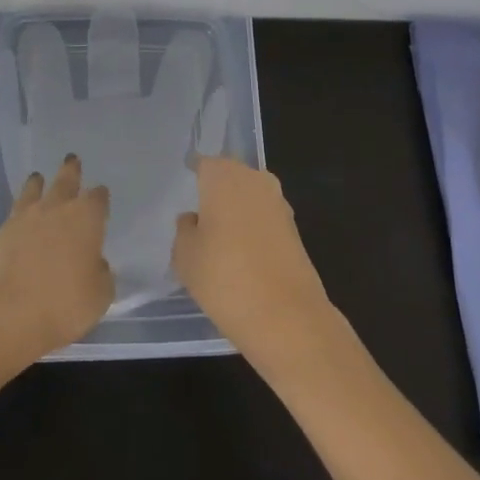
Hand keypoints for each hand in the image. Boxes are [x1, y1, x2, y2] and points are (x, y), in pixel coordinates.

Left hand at [0, 155, 113, 364]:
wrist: (4, 314)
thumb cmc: (62, 305)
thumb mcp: (99, 297)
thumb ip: (102, 275)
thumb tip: (96, 264)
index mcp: (86, 218)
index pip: (98, 198)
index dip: (100, 197)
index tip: (102, 195)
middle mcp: (56, 209)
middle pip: (65, 181)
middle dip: (71, 170)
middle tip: (72, 159)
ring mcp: (24, 218)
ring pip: (34, 190)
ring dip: (38, 183)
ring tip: (37, 177)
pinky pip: (13, 212)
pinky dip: (19, 210)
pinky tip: (19, 215)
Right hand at [172, 156, 332, 364]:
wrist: (286, 317)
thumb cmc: (224, 277)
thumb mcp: (185, 256)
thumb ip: (185, 230)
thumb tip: (194, 219)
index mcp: (224, 176)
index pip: (204, 163)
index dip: (193, 171)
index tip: (184, 181)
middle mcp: (255, 180)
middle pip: (230, 176)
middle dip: (216, 189)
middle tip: (198, 210)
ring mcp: (279, 204)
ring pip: (250, 197)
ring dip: (236, 209)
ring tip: (217, 235)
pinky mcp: (295, 230)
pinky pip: (264, 219)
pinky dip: (252, 228)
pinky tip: (240, 253)